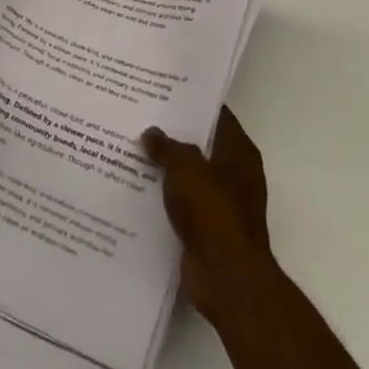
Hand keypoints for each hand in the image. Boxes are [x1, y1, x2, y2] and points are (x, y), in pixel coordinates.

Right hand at [143, 107, 278, 321]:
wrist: (226, 276)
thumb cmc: (212, 212)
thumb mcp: (185, 167)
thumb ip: (167, 147)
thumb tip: (152, 133)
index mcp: (238, 152)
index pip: (217, 115)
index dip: (192, 103)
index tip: (163, 92)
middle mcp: (235, 174)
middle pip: (201, 145)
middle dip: (173, 134)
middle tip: (139, 117)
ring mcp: (222, 203)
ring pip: (189, 175)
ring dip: (166, 167)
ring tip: (130, 149)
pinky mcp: (208, 228)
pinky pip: (182, 203)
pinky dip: (164, 196)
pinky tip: (136, 187)